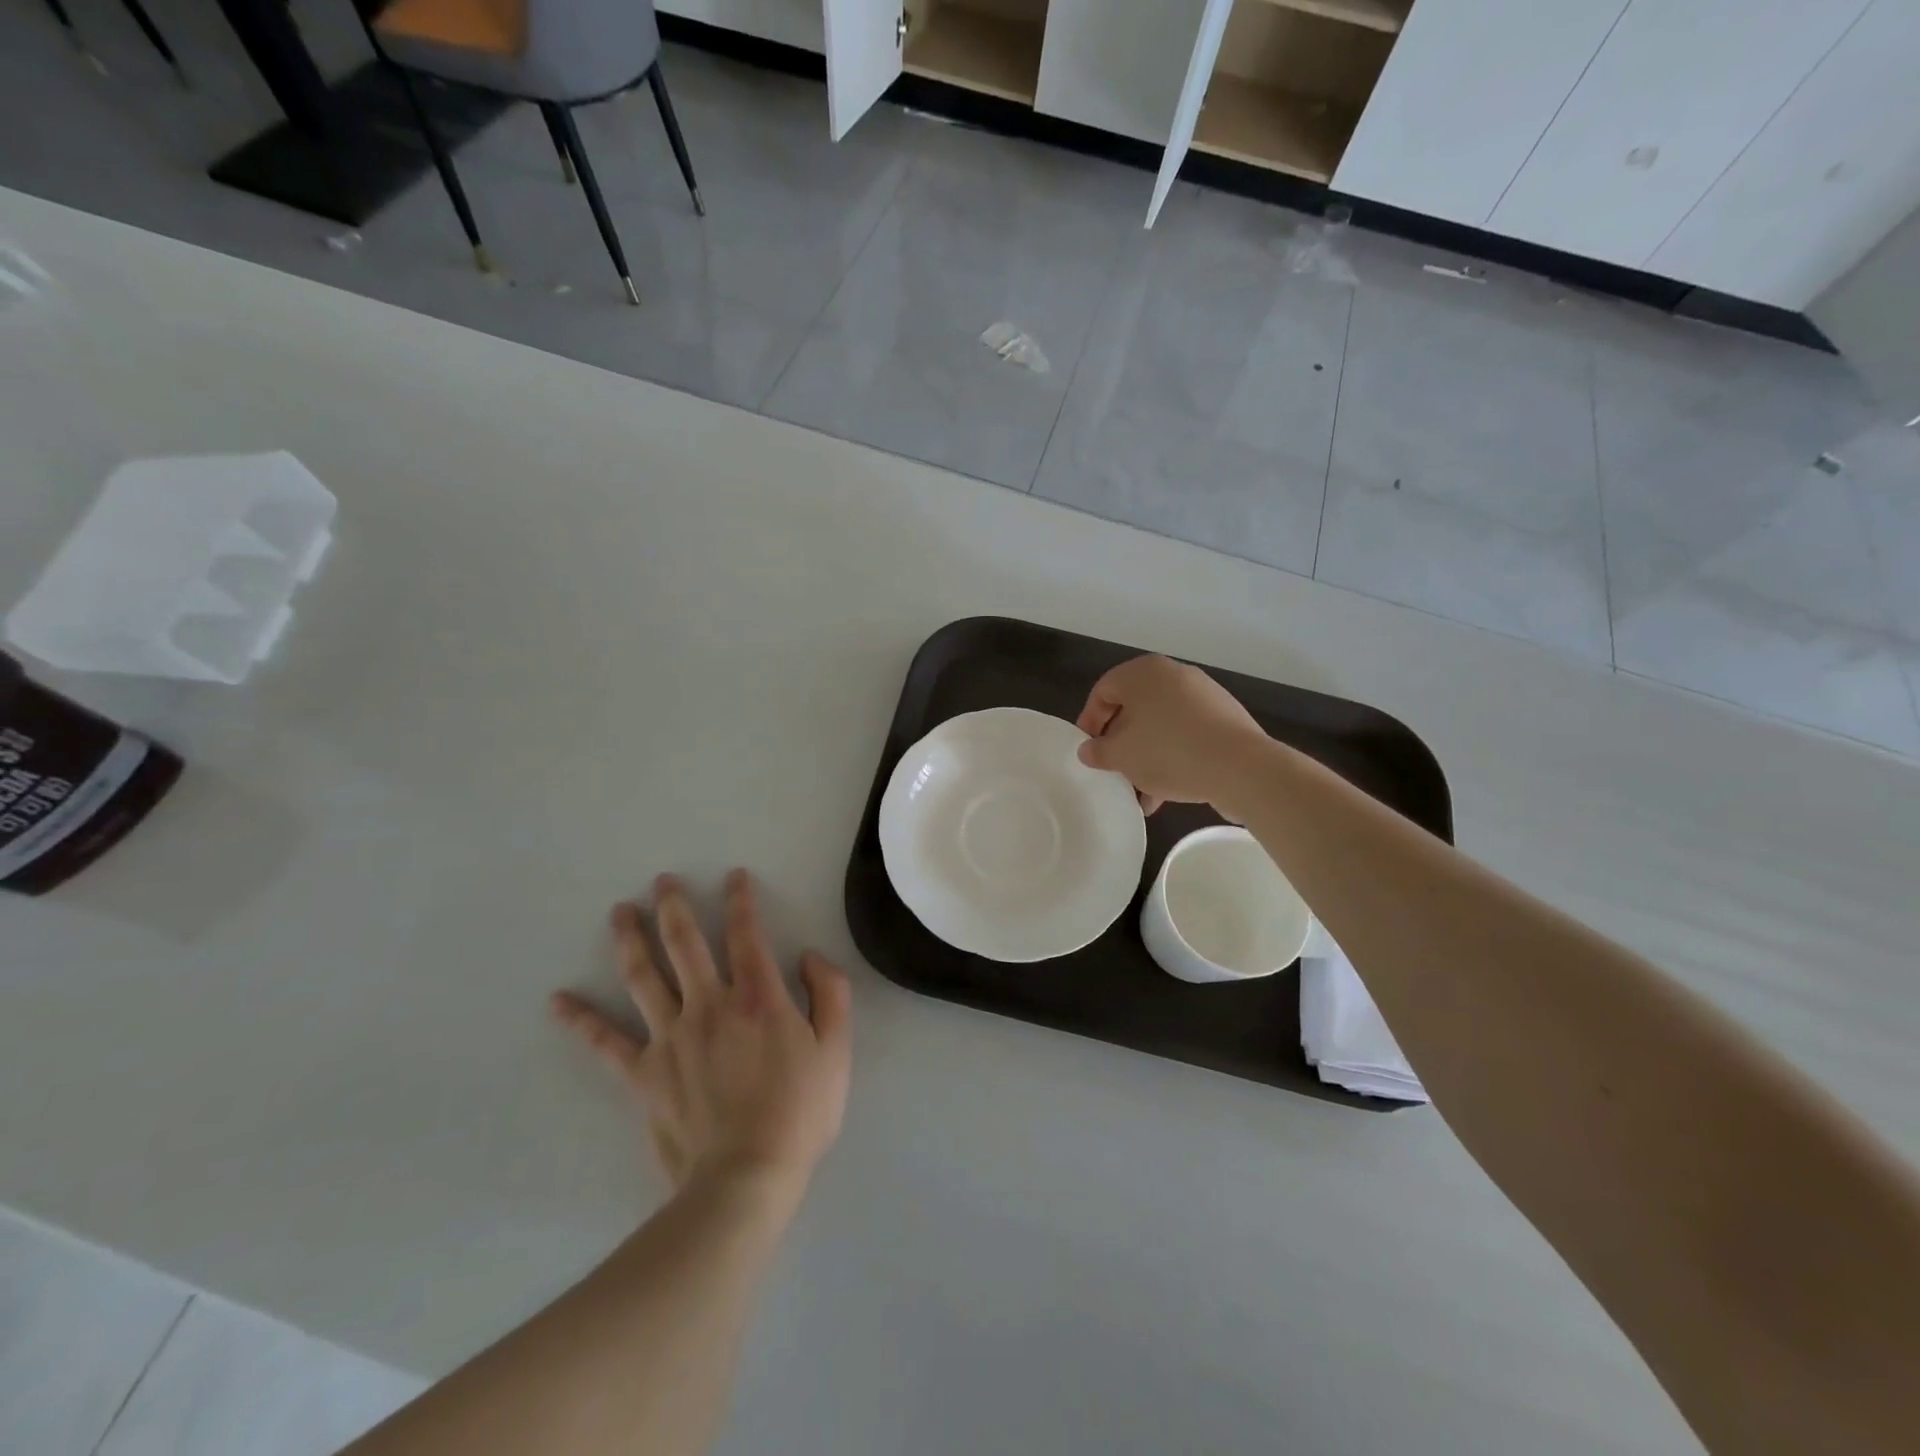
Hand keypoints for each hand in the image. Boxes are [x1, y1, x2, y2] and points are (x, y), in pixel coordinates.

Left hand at [551, 870, 851, 1194]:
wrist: (746, 1177)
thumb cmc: (799, 1112)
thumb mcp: (837, 1050)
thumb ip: (830, 994)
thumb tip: (808, 958)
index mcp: (758, 997)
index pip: (746, 934)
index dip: (740, 901)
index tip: (733, 877)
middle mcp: (709, 1004)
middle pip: (684, 943)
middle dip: (674, 907)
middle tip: (662, 881)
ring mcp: (670, 1037)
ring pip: (643, 976)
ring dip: (630, 940)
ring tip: (619, 912)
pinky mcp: (643, 1073)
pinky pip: (606, 1042)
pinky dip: (581, 1020)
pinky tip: (558, 1001)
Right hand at [1075, 655, 1268, 813]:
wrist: (1241, 768)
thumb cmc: (1168, 752)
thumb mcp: (1122, 755)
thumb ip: (1099, 751)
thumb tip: (1088, 750)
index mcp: (1144, 673)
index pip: (1103, 690)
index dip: (1089, 721)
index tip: (1088, 751)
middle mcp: (1174, 675)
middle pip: (1134, 707)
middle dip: (1120, 742)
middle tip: (1113, 769)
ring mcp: (1203, 695)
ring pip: (1160, 724)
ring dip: (1145, 755)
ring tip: (1140, 791)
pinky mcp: (1224, 718)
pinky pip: (1186, 734)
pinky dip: (1172, 756)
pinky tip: (1166, 792)